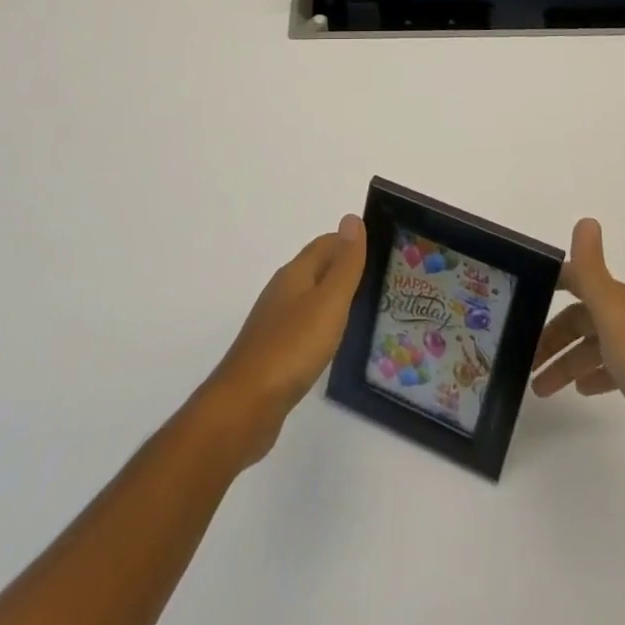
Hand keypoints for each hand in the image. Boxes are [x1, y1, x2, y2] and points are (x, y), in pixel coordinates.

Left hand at [198, 214, 366, 465]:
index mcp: (295, 274)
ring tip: (361, 307)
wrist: (245, 406)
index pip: (325, 244)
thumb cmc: (292, 347)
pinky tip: (331, 341)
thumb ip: (344, 264)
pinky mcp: (272, 354)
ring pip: (309, 298)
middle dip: (343, 267)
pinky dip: (321, 324)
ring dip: (332, 297)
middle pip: (316, 268)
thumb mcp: (329, 302)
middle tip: (378, 277)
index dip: (349, 242)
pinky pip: (303, 326)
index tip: (379, 249)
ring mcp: (274, 323)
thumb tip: (352, 218)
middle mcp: (282, 292)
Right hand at [530, 218, 624, 481]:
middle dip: (552, 336)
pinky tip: (581, 391)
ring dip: (565, 362)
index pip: (577, 280)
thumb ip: (593, 270)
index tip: (522, 296)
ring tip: (540, 387)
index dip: (551, 285)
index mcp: (619, 300)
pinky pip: (609, 370)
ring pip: (591, 347)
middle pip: (580, 318)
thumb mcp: (613, 314)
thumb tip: (586, 219)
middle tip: (525, 360)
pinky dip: (590, 376)